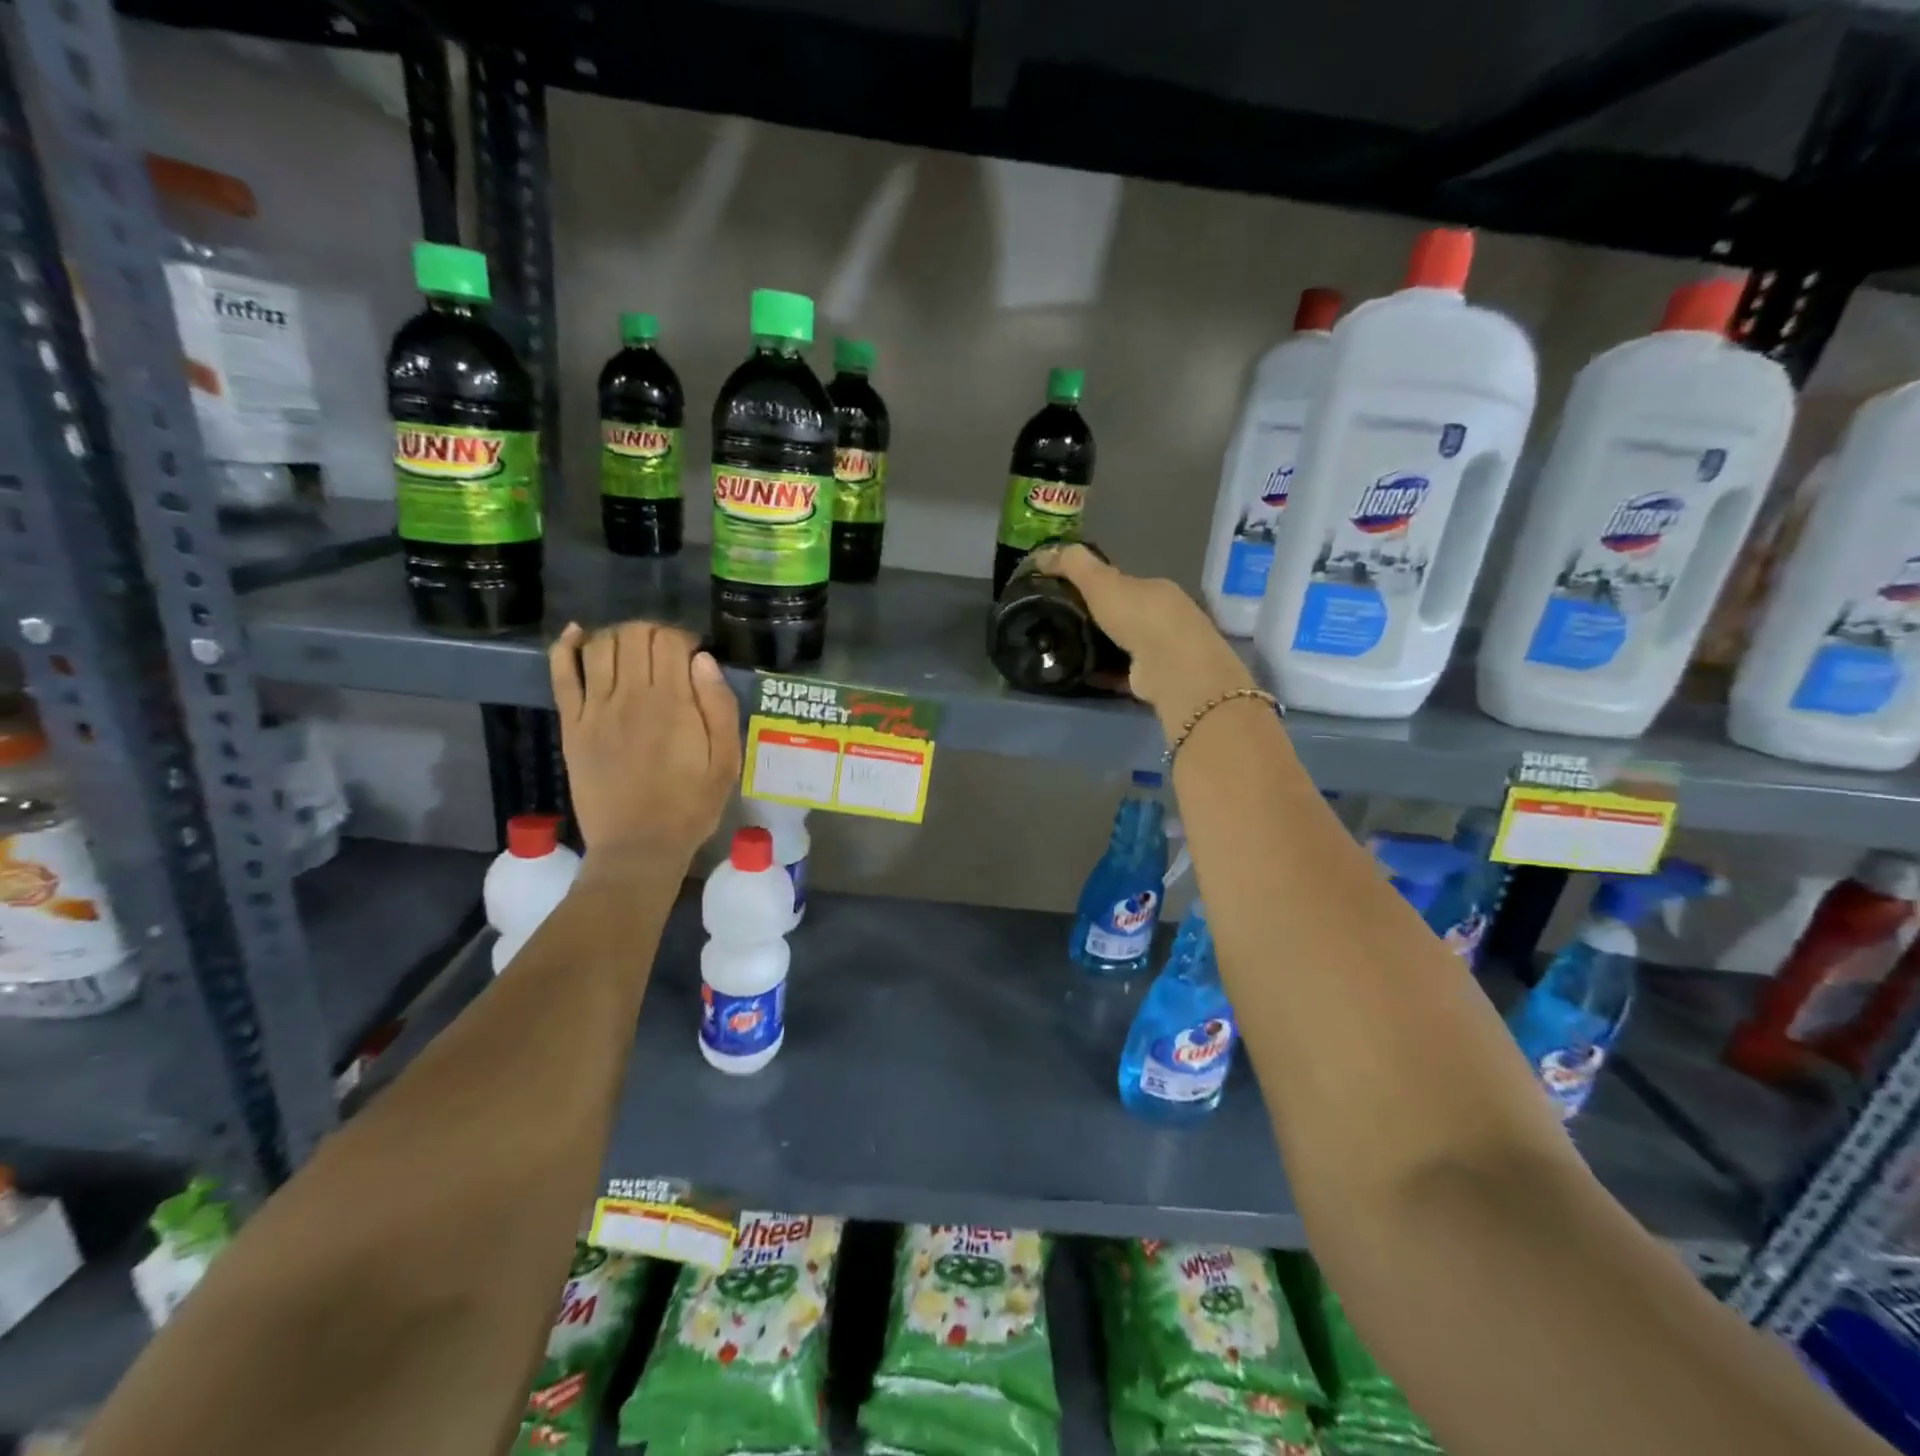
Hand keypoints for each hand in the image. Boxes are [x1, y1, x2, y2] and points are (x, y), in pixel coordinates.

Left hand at [548, 621, 740, 868]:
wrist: (639, 846)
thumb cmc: (691, 805)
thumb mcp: (727, 760)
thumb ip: (720, 706)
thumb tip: (703, 660)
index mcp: (673, 703)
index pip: (669, 641)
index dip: (683, 637)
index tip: (694, 655)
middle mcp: (630, 696)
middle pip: (634, 635)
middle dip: (653, 632)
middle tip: (666, 653)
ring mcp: (595, 709)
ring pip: (600, 646)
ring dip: (619, 636)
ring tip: (634, 651)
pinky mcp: (572, 725)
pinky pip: (563, 675)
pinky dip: (566, 647)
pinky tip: (576, 635)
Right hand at [1032, 545, 1256, 729]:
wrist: (1171, 668)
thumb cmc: (1139, 617)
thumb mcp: (1101, 582)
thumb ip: (1073, 565)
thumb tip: (1040, 554)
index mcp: (1155, 589)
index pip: (1122, 583)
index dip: (1094, 586)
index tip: (1064, 593)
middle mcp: (1163, 617)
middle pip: (1123, 614)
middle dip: (1096, 619)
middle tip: (1059, 624)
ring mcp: (1162, 651)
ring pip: (1123, 645)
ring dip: (1098, 648)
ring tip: (1063, 650)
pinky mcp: (1154, 680)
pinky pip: (1121, 673)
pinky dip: (1102, 673)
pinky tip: (1078, 674)